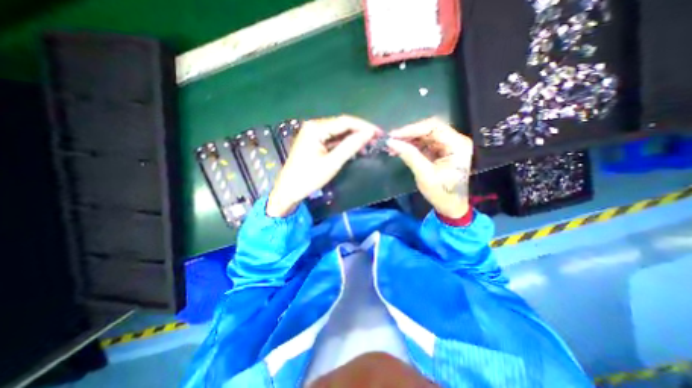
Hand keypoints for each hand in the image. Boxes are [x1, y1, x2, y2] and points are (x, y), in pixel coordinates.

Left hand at [266, 115, 382, 217]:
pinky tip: (354, 149)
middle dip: (360, 132)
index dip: (364, 126)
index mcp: (316, 128)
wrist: (289, 189)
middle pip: (342, 125)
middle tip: (376, 139)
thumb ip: (350, 146)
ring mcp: (313, 133)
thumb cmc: (309, 178)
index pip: (345, 121)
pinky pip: (333, 139)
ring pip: (338, 132)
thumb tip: (369, 134)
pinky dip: (344, 144)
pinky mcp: (314, 141)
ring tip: (369, 145)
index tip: (380, 133)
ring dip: (353, 138)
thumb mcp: (332, 163)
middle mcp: (314, 126)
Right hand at [387, 116, 473, 218]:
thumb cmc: (442, 193)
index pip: (433, 127)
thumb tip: (391, 142)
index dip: (412, 129)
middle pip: (429, 129)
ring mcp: (447, 145)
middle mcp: (455, 140)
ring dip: (407, 140)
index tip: (394, 136)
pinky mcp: (440, 151)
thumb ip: (409, 156)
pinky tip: (399, 149)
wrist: (451, 207)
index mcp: (457, 145)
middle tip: (391, 140)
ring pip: (424, 135)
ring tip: (392, 146)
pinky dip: (411, 146)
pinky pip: (423, 143)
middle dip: (408, 134)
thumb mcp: (425, 175)